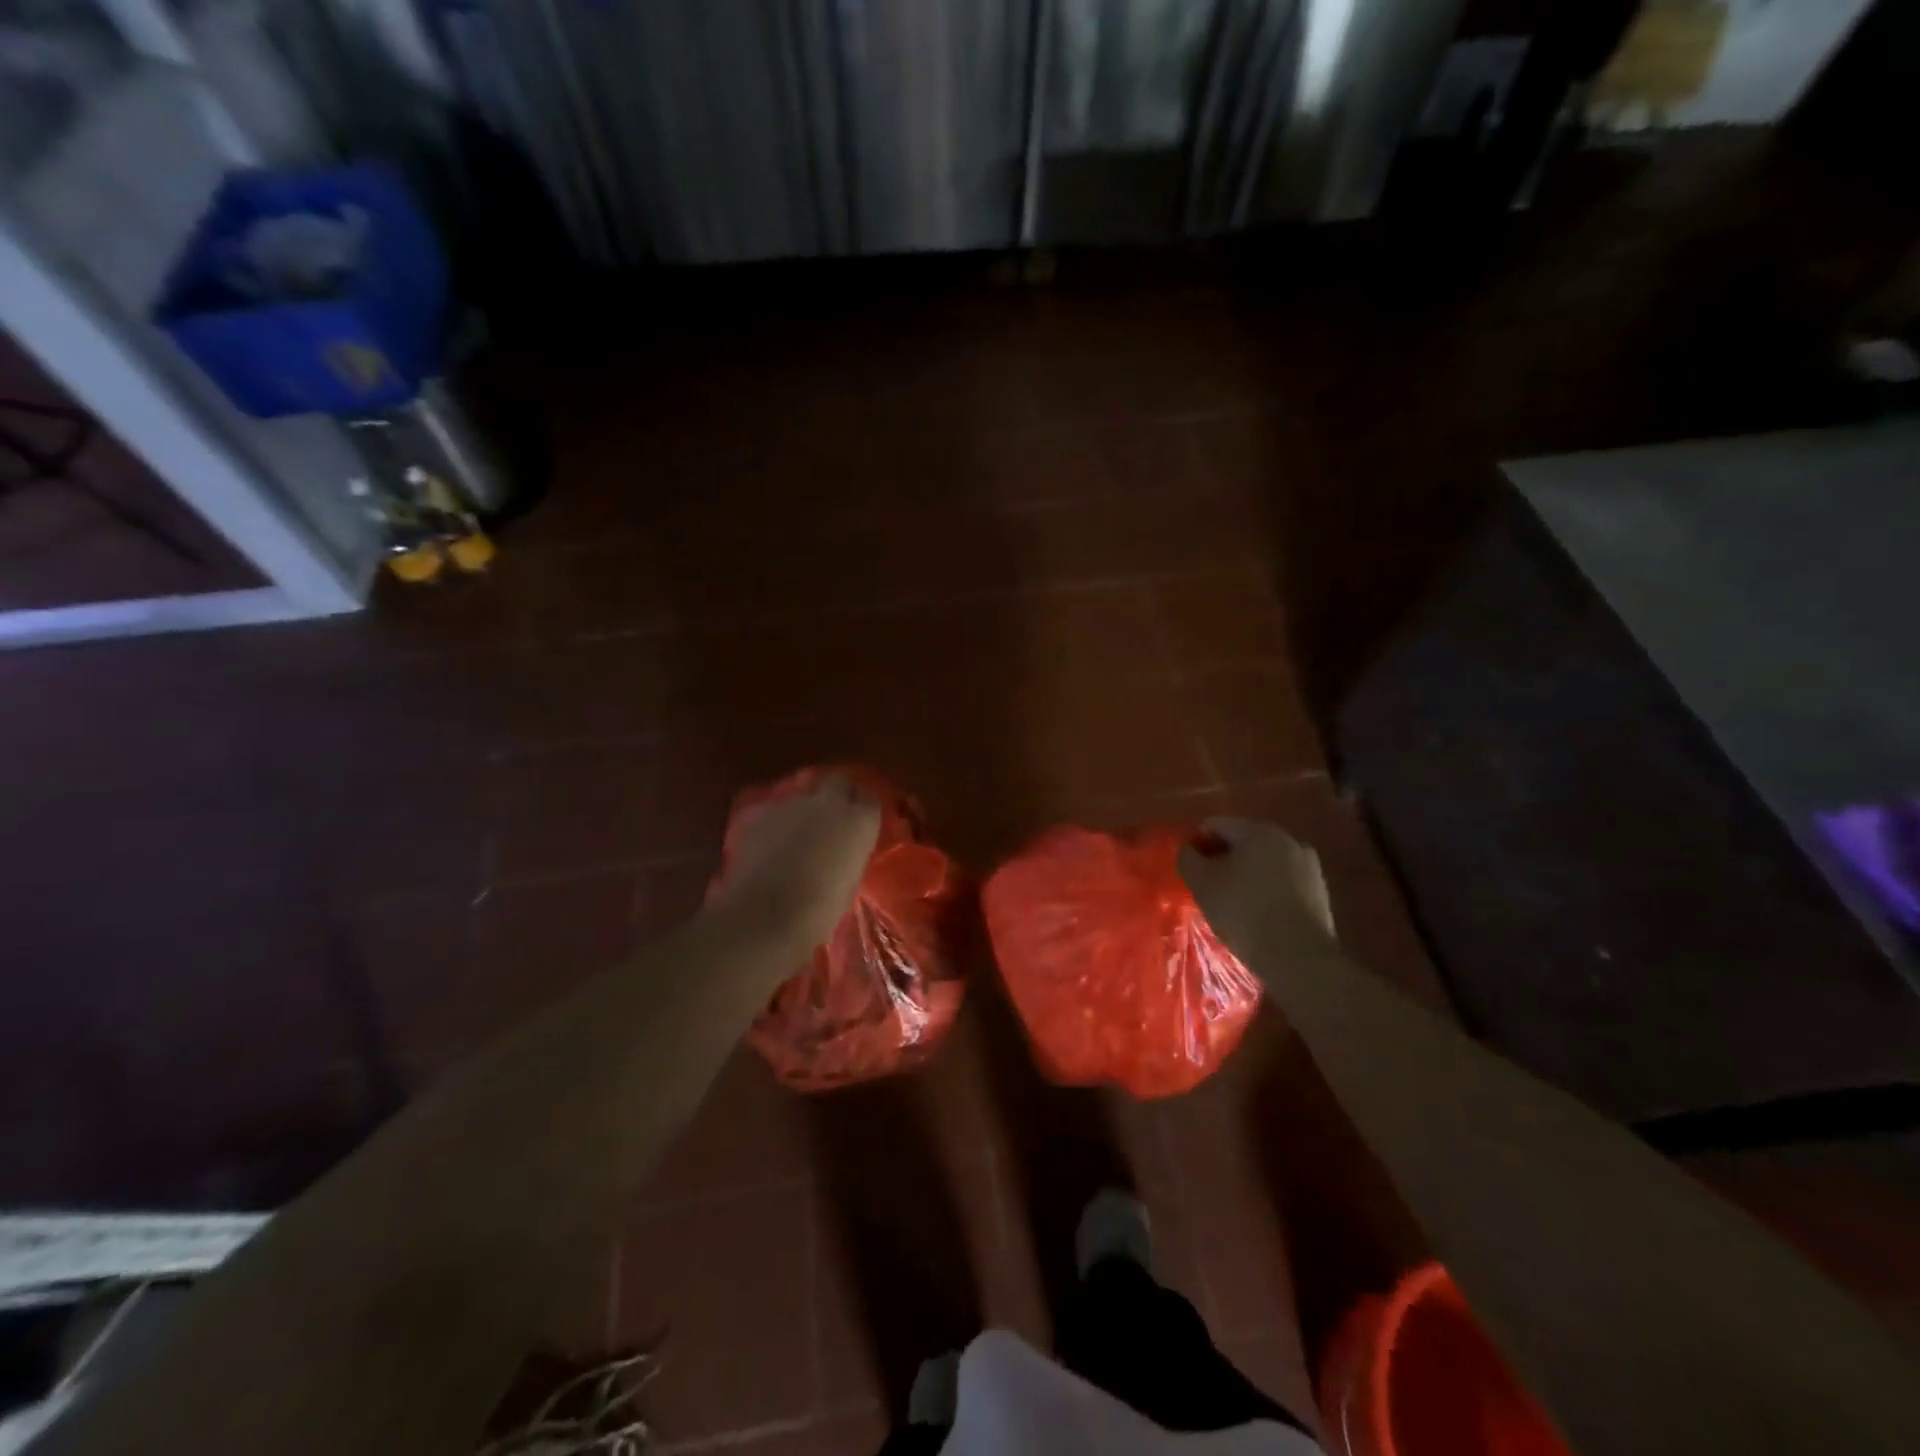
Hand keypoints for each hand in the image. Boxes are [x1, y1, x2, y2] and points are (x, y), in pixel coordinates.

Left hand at [708, 773, 882, 952]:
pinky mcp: (761, 810)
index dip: (862, 810)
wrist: (766, 914)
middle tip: (832, 815)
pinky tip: (770, 839)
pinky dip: (776, 819)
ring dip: (805, 805)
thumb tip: (840, 852)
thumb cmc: (820, 909)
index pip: (869, 799)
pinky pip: (774, 807)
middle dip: (837, 793)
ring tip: (798, 828)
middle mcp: (830, 801)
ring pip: (803, 791)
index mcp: (860, 820)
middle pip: (838, 781)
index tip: (858, 823)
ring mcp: (792, 802)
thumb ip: (848, 855)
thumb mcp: (849, 882)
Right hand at [1179, 817, 1337, 978]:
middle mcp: (1288, 840)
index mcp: (1258, 831)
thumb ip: (1188, 859)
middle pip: (1244, 841)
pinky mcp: (1320, 892)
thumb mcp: (1202, 884)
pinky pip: (1284, 882)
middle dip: (1224, 859)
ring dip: (1247, 875)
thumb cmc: (1243, 912)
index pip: (1217, 825)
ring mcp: (1308, 866)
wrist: (1298, 957)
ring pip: (1265, 863)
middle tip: (1209, 886)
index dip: (1198, 843)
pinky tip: (1259, 914)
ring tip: (1234, 903)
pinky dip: (1267, 891)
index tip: (1190, 869)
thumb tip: (1188, 849)